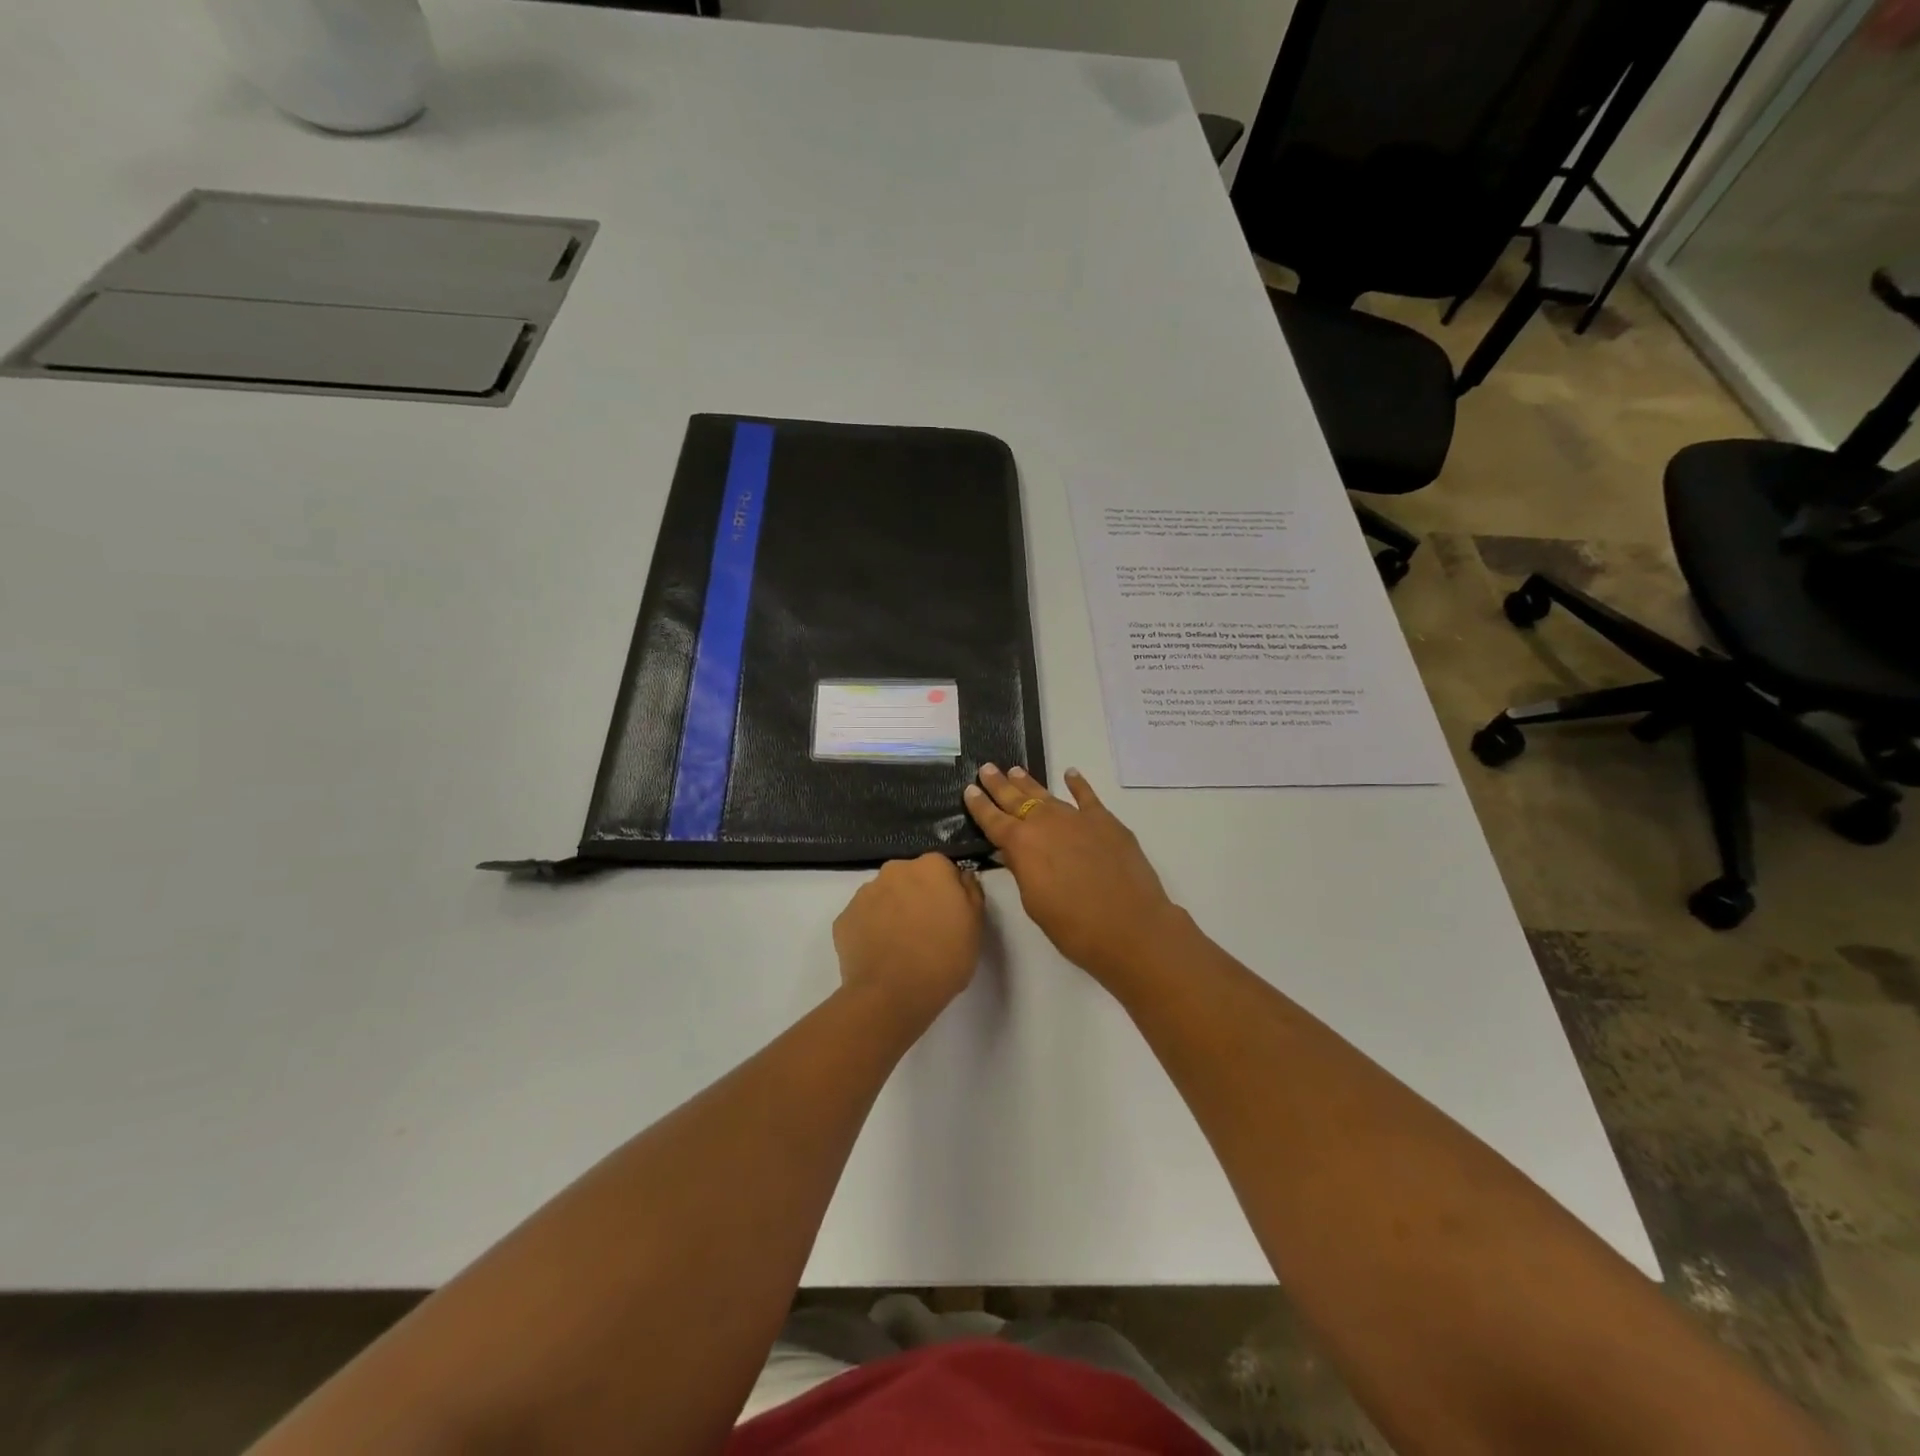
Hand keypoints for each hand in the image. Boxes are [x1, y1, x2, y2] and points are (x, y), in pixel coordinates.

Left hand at [833, 853, 983, 1025]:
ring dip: (892, 912)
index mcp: (931, 867)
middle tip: (925, 931)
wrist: (893, 995)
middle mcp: (894, 870)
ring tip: (900, 947)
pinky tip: (880, 955)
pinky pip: (863, 918)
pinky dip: (870, 930)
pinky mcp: (843, 918)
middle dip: (916, 897)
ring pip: (883, 896)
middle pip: (910, 878)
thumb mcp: (975, 925)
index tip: (949, 915)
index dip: (946, 892)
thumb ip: (970, 891)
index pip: (942, 869)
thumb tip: (960, 877)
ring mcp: (864, 893)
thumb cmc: (944, 958)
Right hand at [964, 765, 1184, 987]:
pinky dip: (1078, 784)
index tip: (969, 789)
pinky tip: (1071, 774)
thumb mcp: (1034, 902)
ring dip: (1029, 783)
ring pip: (1047, 795)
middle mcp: (1045, 823)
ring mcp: (1076, 818)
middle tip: (986, 768)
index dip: (979, 805)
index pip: (993, 820)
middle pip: (1016, 799)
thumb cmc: (1074, 926)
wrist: (1130, 926)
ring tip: (1015, 770)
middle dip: (999, 784)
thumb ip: (1022, 870)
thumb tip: (1013, 851)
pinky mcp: (1105, 821)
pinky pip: (1087, 796)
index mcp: (1021, 845)